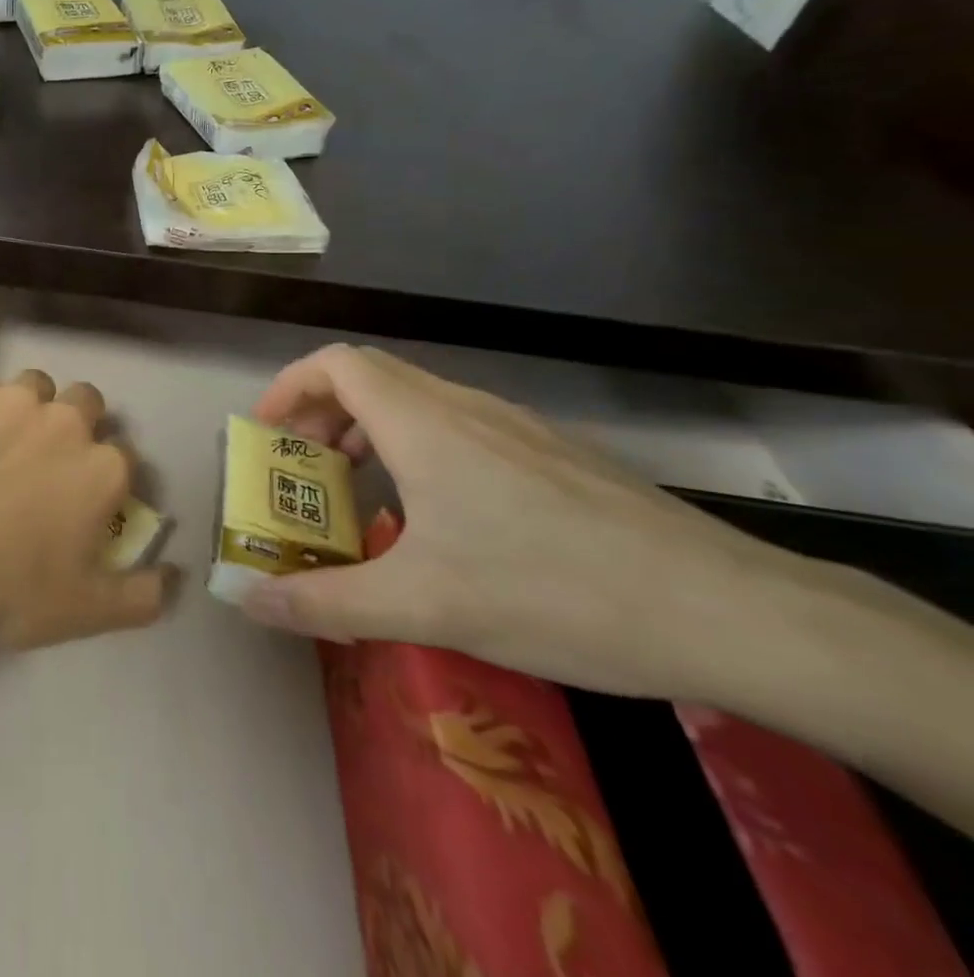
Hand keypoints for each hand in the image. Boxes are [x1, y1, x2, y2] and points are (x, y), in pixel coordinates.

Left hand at [0, 365, 171, 651]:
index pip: (122, 457)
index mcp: (102, 468)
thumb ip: (144, 595)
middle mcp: (65, 421)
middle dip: (73, 425)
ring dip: (23, 408)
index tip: (81, 500)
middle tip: (41, 463)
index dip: (103, 477)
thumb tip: (175, 577)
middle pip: (85, 403)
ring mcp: (11, 398)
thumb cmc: (8, 592)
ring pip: (32, 386)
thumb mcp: (87, 612)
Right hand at [238, 344, 794, 699]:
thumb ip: (327, 602)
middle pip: (369, 376)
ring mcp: (514, 425)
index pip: (335, 364)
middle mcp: (463, 406)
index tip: (268, 437)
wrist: (728, 612)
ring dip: (368, 431)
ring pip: (414, 400)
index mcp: (423, 423)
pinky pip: (456, 426)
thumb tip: (249, 603)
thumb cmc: (554, 592)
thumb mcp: (425, 606)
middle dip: (320, 413)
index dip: (289, 388)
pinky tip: (437, 517)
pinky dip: (415, 447)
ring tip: (359, 492)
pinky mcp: (550, 452)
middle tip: (303, 471)